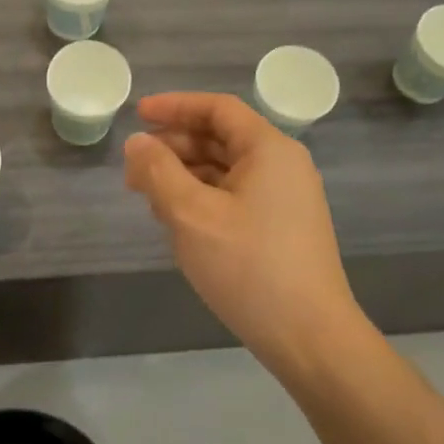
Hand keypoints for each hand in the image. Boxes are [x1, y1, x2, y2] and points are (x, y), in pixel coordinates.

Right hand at [124, 93, 361, 377]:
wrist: (309, 337)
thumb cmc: (248, 266)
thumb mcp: (191, 215)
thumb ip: (158, 172)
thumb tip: (137, 142)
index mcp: (269, 149)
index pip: (218, 109)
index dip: (175, 107)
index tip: (137, 115)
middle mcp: (282, 166)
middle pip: (221, 139)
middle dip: (174, 147)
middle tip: (134, 168)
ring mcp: (285, 200)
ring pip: (226, 171)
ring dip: (184, 175)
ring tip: (147, 195)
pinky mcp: (281, 229)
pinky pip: (235, 197)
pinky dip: (202, 199)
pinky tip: (176, 220)